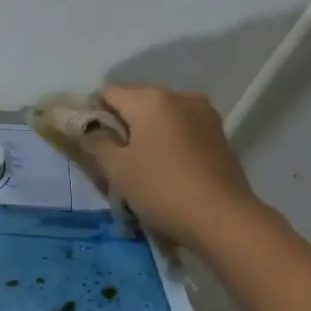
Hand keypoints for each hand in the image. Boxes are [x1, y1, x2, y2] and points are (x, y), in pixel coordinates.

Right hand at [81, 85, 271, 249]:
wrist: (222, 217)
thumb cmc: (161, 188)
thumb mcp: (117, 169)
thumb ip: (97, 144)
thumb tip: (89, 131)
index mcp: (150, 99)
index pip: (109, 93)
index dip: (93, 112)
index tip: (88, 139)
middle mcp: (179, 96)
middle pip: (138, 101)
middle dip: (122, 122)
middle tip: (111, 154)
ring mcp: (204, 114)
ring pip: (163, 115)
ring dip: (147, 131)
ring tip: (140, 162)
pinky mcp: (219, 134)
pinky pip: (182, 128)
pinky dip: (169, 140)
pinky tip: (165, 166)